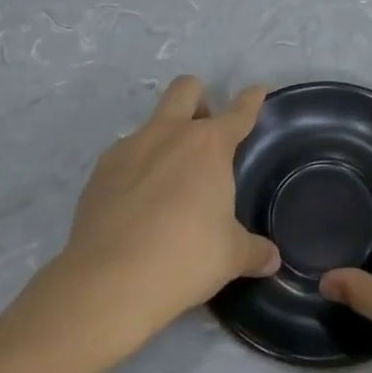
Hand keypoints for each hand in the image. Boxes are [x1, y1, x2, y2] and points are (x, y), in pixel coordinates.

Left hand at [0, 77, 278, 372]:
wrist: (108, 283)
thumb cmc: (184, 258)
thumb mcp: (230, 257)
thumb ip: (254, 251)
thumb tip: (272, 259)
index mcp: (209, 145)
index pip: (238, 113)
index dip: (251, 100)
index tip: (256, 92)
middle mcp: (169, 134)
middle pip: (186, 89)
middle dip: (199, 100)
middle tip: (205, 133)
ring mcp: (129, 149)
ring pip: (152, 122)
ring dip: (165, 138)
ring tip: (168, 182)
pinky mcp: (100, 172)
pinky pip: (125, 156)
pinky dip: (136, 169)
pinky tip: (137, 204)